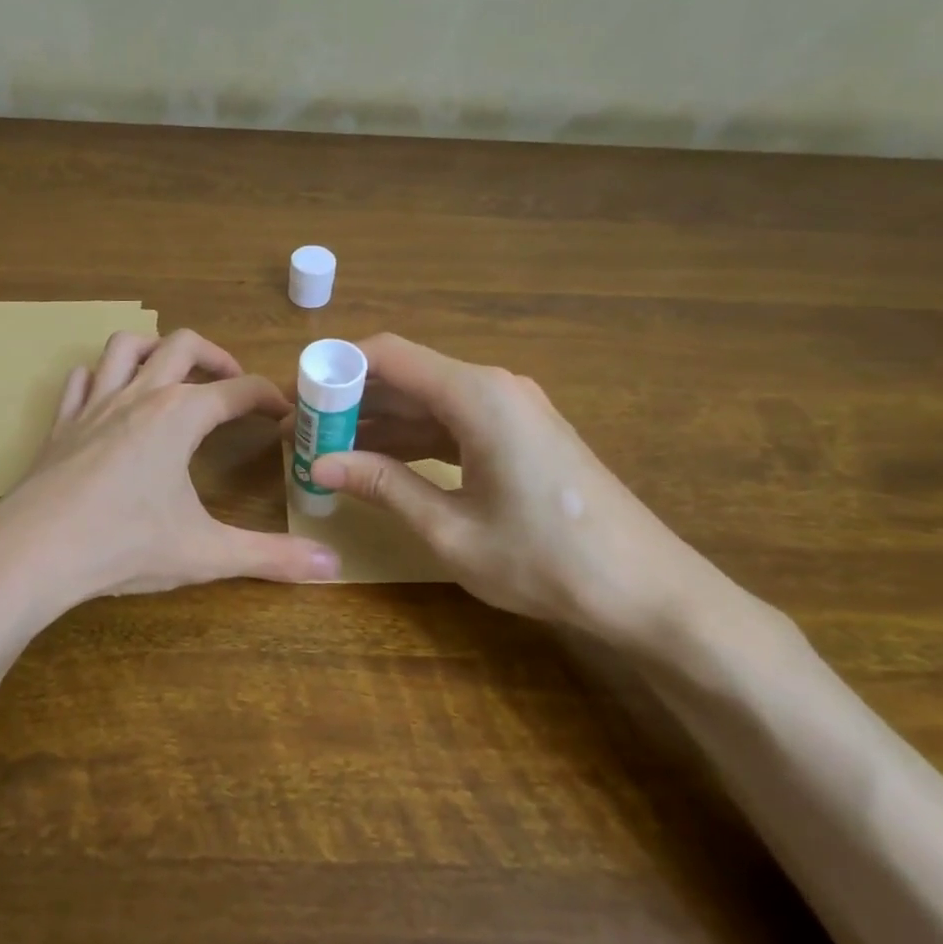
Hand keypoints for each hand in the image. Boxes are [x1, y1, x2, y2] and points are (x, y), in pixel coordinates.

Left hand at [0, 328, 338, 613]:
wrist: (32, 553)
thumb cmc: (124, 545)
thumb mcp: (206, 553)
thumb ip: (272, 557)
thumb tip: (334, 564)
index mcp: (180, 416)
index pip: (238, 390)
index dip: (268, 397)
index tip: (284, 412)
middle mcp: (140, 396)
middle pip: (184, 345)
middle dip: (217, 357)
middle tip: (234, 384)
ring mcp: (94, 405)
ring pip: (127, 347)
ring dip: (157, 349)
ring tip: (174, 373)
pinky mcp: (61, 424)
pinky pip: (82, 379)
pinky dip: (103, 376)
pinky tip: (110, 395)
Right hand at [308, 334, 721, 647]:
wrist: (647, 588)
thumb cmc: (546, 560)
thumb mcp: (451, 529)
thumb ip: (384, 486)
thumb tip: (319, 465)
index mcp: (477, 395)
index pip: (388, 355)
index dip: (335, 369)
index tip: (295, 397)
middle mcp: (494, 386)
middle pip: (406, 375)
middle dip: (351, 401)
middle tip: (303, 434)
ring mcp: (512, 408)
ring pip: (427, 400)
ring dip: (379, 422)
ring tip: (327, 451)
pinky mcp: (521, 433)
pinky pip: (453, 422)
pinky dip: (413, 438)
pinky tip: (379, 462)